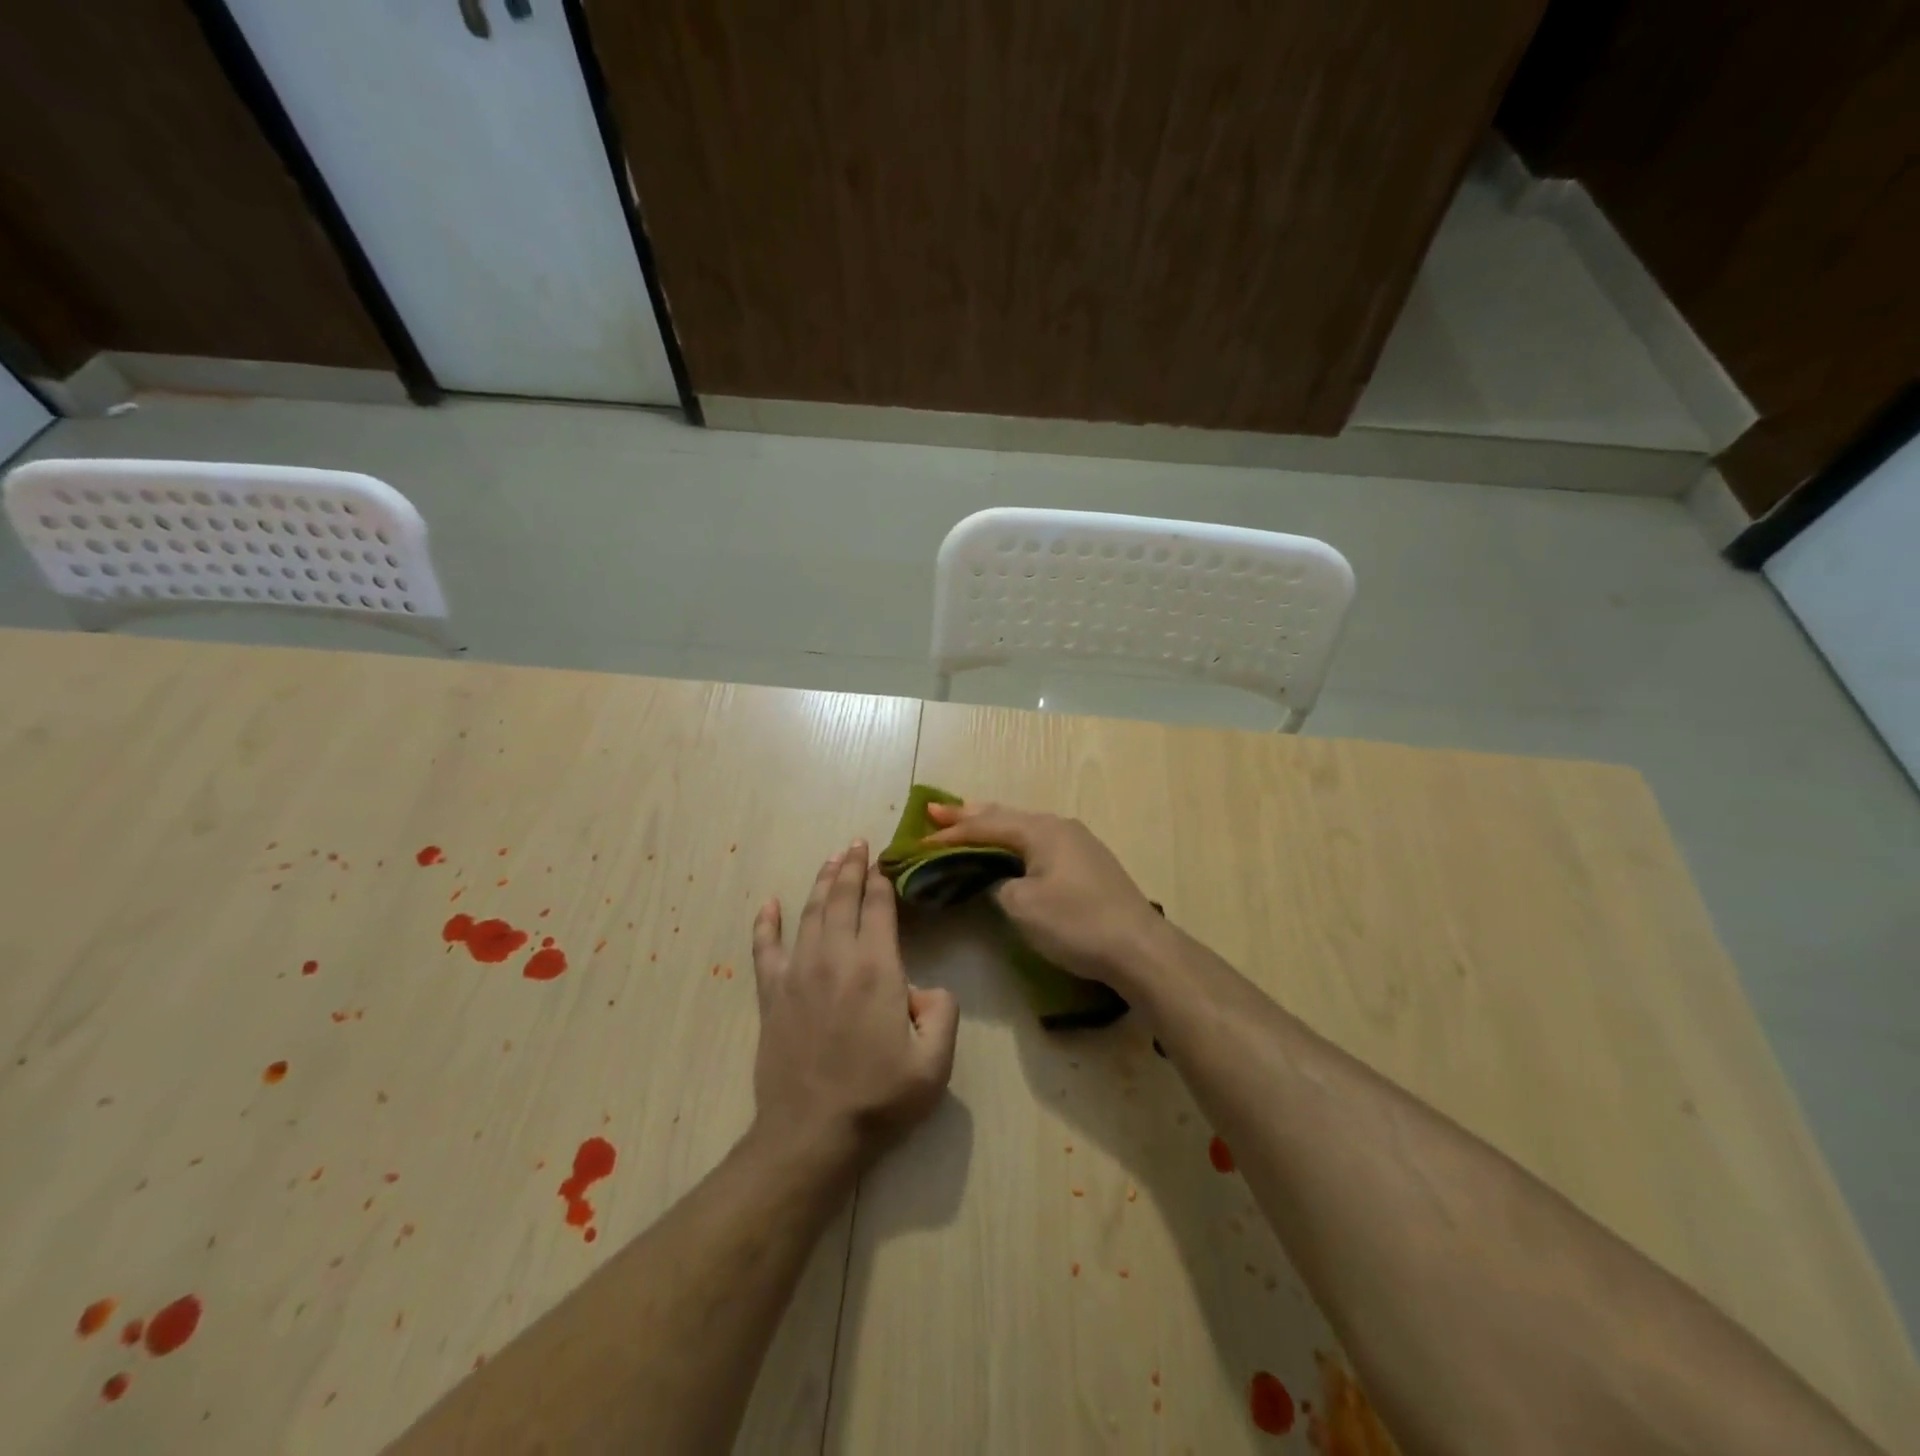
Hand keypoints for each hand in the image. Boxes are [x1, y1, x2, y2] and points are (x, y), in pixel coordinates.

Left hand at [750, 840, 958, 1164]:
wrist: (812, 1135)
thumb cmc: (878, 1099)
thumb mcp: (935, 1063)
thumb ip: (943, 1013)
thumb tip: (926, 988)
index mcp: (876, 969)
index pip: (879, 909)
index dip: (882, 881)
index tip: (883, 861)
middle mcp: (835, 959)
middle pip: (842, 899)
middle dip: (851, 868)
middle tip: (856, 844)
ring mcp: (797, 974)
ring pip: (809, 914)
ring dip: (820, 883)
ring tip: (830, 860)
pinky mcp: (771, 996)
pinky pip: (765, 949)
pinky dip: (766, 924)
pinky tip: (768, 904)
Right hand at [924, 801, 1171, 993]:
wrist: (1138, 948)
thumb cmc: (1075, 923)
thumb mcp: (1022, 906)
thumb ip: (996, 885)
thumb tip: (994, 879)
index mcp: (1041, 830)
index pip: (985, 826)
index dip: (951, 834)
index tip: (919, 840)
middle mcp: (1059, 826)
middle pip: (1005, 816)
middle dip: (969, 815)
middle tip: (936, 812)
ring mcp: (1077, 842)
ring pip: (1024, 828)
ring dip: (993, 826)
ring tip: (966, 821)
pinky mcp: (1087, 863)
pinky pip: (1039, 842)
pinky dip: (1014, 842)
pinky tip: (1008, 848)